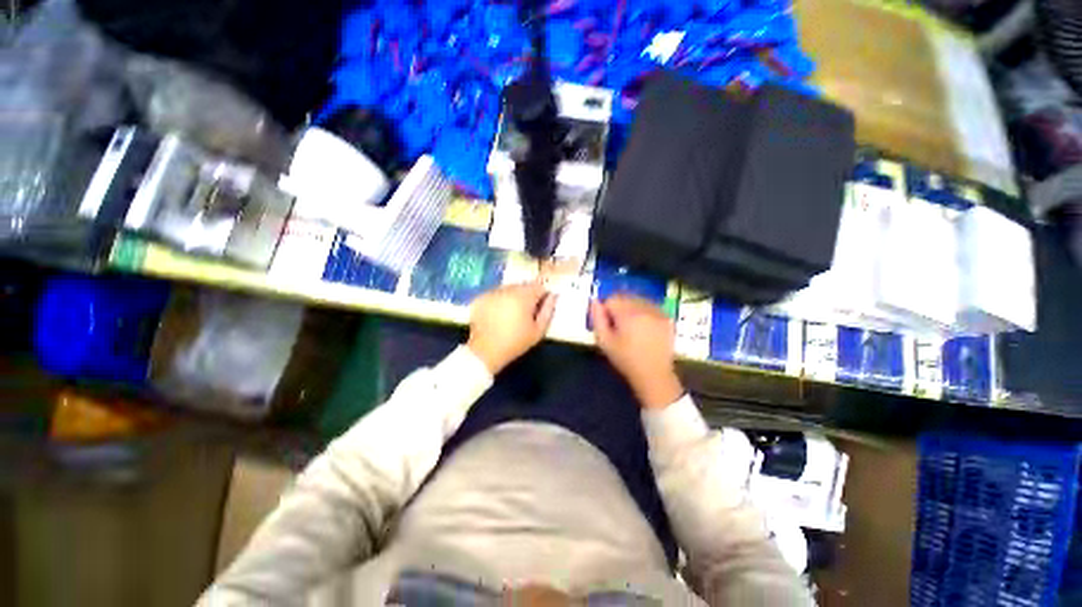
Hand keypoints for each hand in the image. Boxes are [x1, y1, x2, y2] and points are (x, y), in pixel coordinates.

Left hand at [467, 282, 556, 373]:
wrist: (485, 352)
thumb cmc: (515, 342)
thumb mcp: (538, 331)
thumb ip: (548, 311)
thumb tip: (553, 297)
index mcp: (524, 296)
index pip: (539, 286)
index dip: (542, 295)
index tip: (541, 307)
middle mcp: (508, 289)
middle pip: (523, 286)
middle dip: (527, 296)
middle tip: (526, 313)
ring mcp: (492, 292)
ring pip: (508, 289)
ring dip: (512, 297)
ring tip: (510, 315)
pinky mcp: (480, 298)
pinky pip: (495, 295)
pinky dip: (498, 301)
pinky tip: (497, 315)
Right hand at [590, 294, 683, 408]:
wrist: (654, 374)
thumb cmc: (625, 359)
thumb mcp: (604, 341)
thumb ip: (597, 318)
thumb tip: (594, 301)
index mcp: (628, 314)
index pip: (612, 298)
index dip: (606, 309)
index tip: (608, 323)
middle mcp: (644, 308)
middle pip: (626, 296)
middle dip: (619, 306)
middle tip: (619, 324)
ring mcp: (658, 312)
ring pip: (639, 299)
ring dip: (632, 307)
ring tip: (632, 326)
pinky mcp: (667, 318)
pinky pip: (651, 306)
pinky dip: (645, 311)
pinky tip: (644, 326)